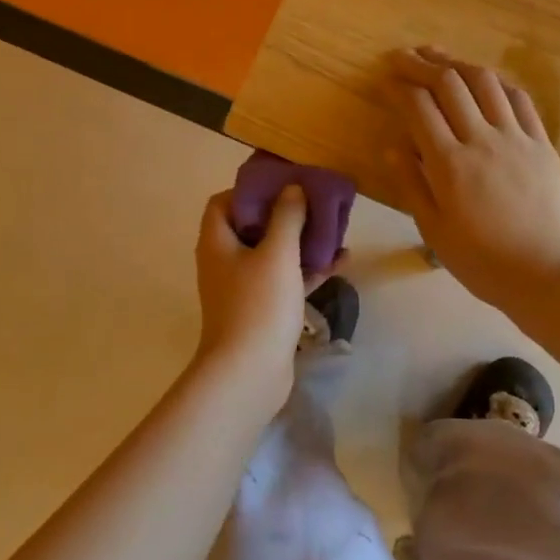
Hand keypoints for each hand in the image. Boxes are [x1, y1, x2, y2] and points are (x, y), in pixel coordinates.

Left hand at [191, 185, 321, 398]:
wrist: (248, 374)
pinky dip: (308, 270)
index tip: (283, 185)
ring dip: (301, 241)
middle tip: (315, 204)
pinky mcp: (262, 309)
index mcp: (218, 242)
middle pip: (253, 226)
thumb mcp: (277, 253)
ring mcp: (243, 287)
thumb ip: (287, 216)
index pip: (224, 202)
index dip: (250, 190)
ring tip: (334, 229)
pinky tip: (340, 262)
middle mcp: (226, 261)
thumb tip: (292, 188)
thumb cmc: (258, 305)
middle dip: (286, 214)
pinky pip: (285, 280)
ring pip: (273, 253)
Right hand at [384, 46, 559, 307]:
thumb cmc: (484, 261)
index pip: (419, 107)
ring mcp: (516, 137)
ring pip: (485, 81)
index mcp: (449, 164)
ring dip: (458, 63)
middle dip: (421, 63)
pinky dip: (496, 82)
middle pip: (449, 83)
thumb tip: (392, 146)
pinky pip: (519, 99)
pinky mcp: (542, 143)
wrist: (549, 274)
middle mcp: (482, 139)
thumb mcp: (435, 231)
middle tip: (403, 56)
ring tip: (439, 56)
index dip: (399, 87)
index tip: (385, 79)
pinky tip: (484, 79)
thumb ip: (412, 185)